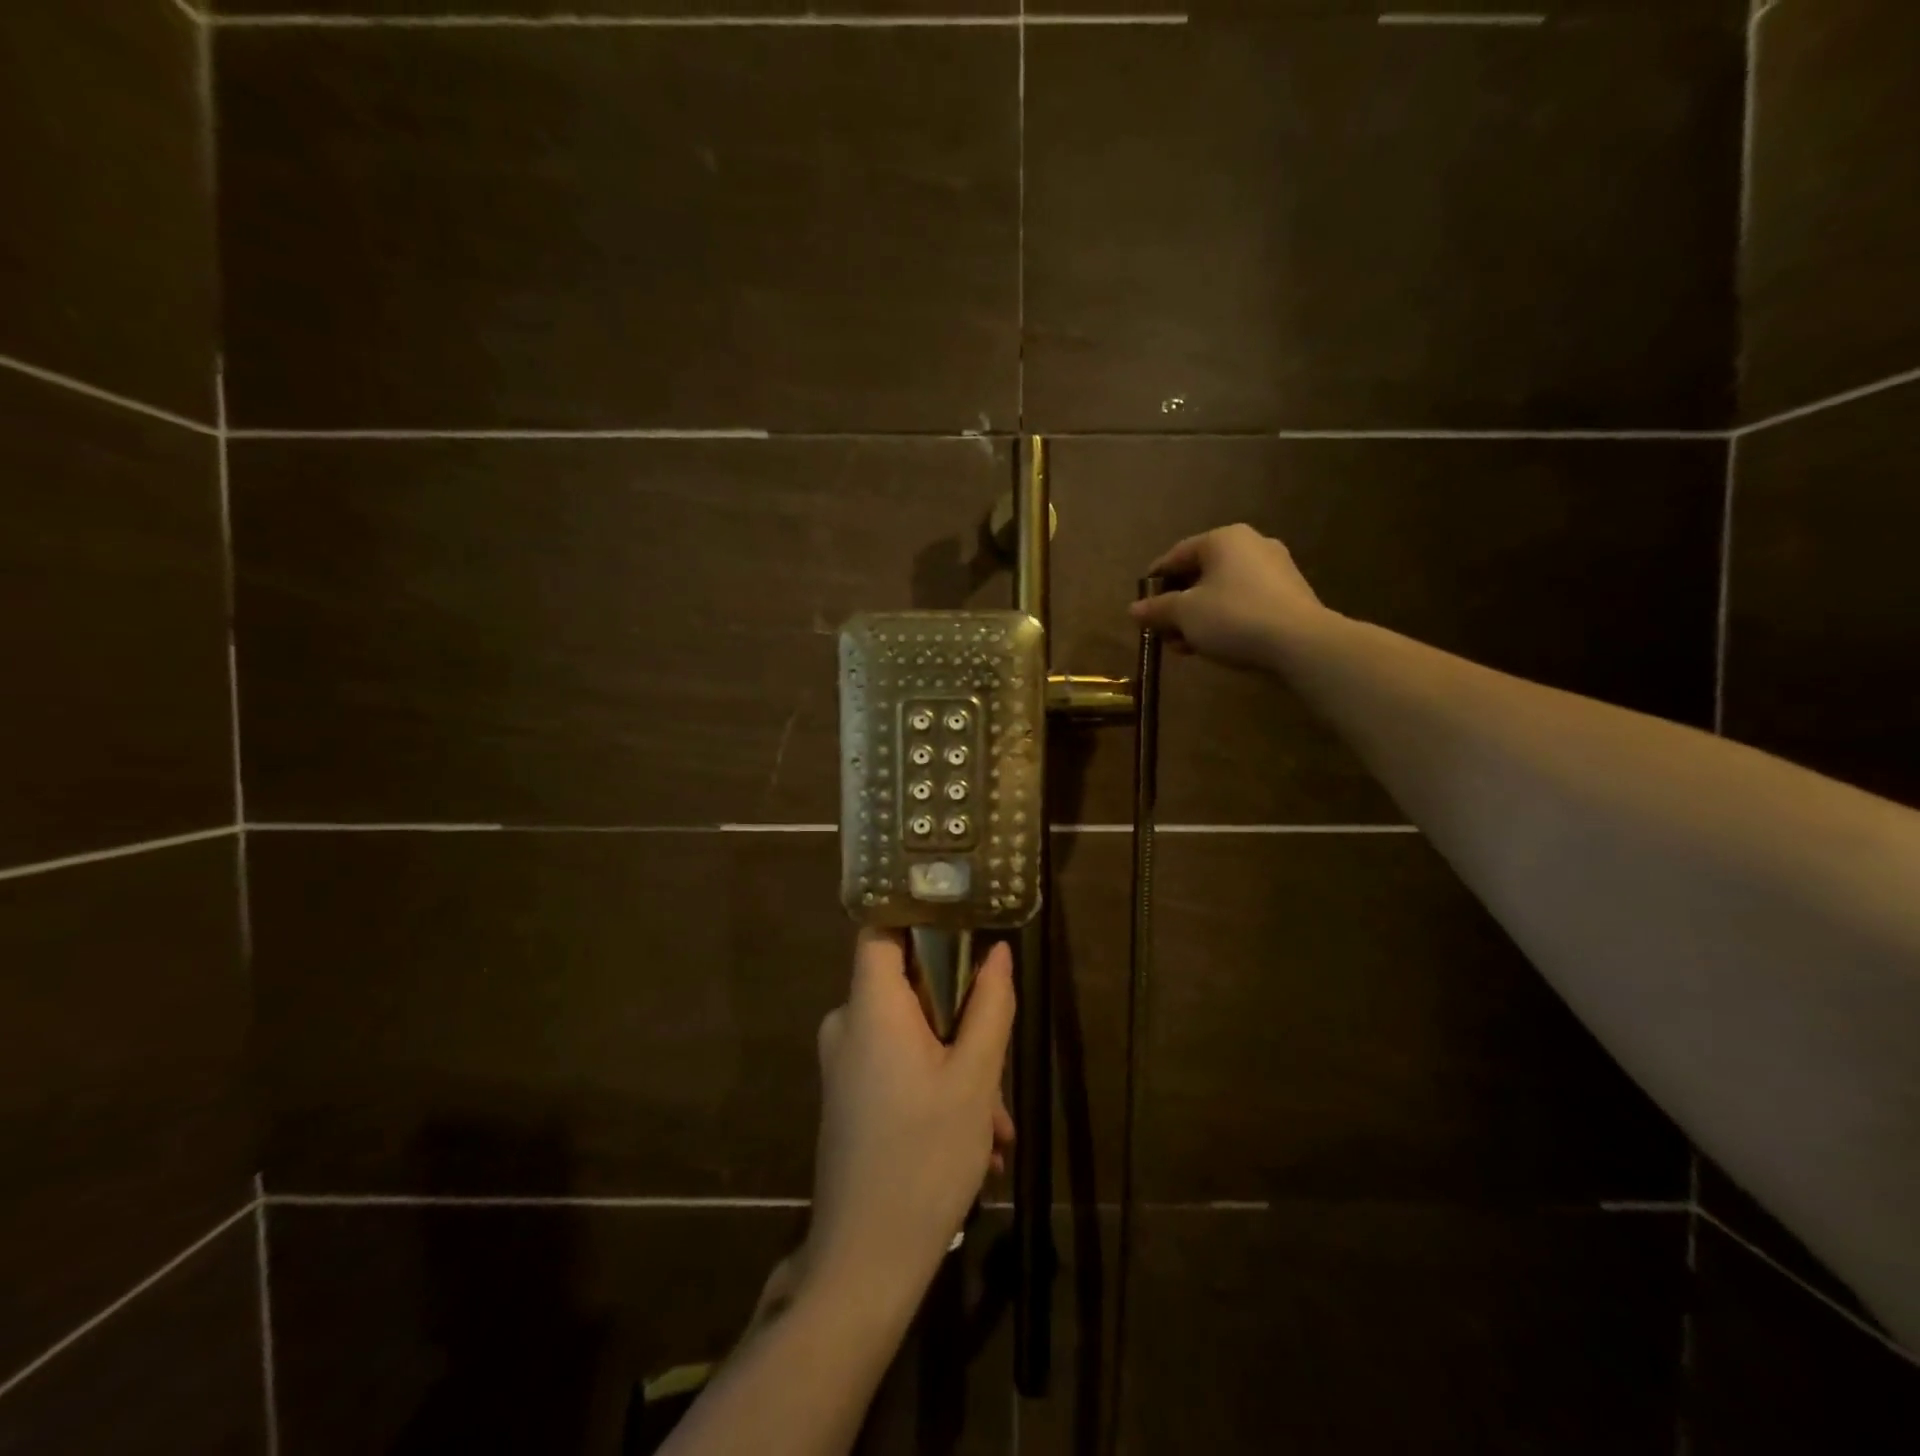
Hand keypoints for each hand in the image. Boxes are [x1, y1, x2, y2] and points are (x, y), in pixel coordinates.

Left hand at [801, 930, 1015, 1317]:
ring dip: (957, 1066)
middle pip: (908, 988)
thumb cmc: (924, 1157)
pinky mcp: (848, 1096)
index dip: (919, 917)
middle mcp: (847, 1025)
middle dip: (961, 1019)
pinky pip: (897, 1066)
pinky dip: (935, 1086)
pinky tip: (974, 1139)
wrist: (865, 1263)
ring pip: (911, 1035)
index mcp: (870, 1008)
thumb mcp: (974, 1079)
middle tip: (998, 1064)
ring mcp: (844, 1064)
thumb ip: (989, 1007)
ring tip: (994, 1125)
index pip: (880, 929)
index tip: (964, 928)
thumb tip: (998, 953)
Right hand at [1129, 523, 1329, 669]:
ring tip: (1184, 646)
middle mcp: (1251, 545)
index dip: (1154, 581)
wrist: (1300, 643)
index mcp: (1223, 539)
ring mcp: (1275, 570)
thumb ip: (1157, 609)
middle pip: (1200, 574)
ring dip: (1198, 618)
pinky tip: (1212, 645)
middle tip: (1162, 632)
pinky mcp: (1289, 596)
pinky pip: (1244, 604)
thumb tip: (1134, 609)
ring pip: (1222, 592)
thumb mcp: (1184, 614)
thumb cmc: (1233, 617)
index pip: (1176, 555)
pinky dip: (1224, 621)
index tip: (1141, 606)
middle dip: (1177, 605)